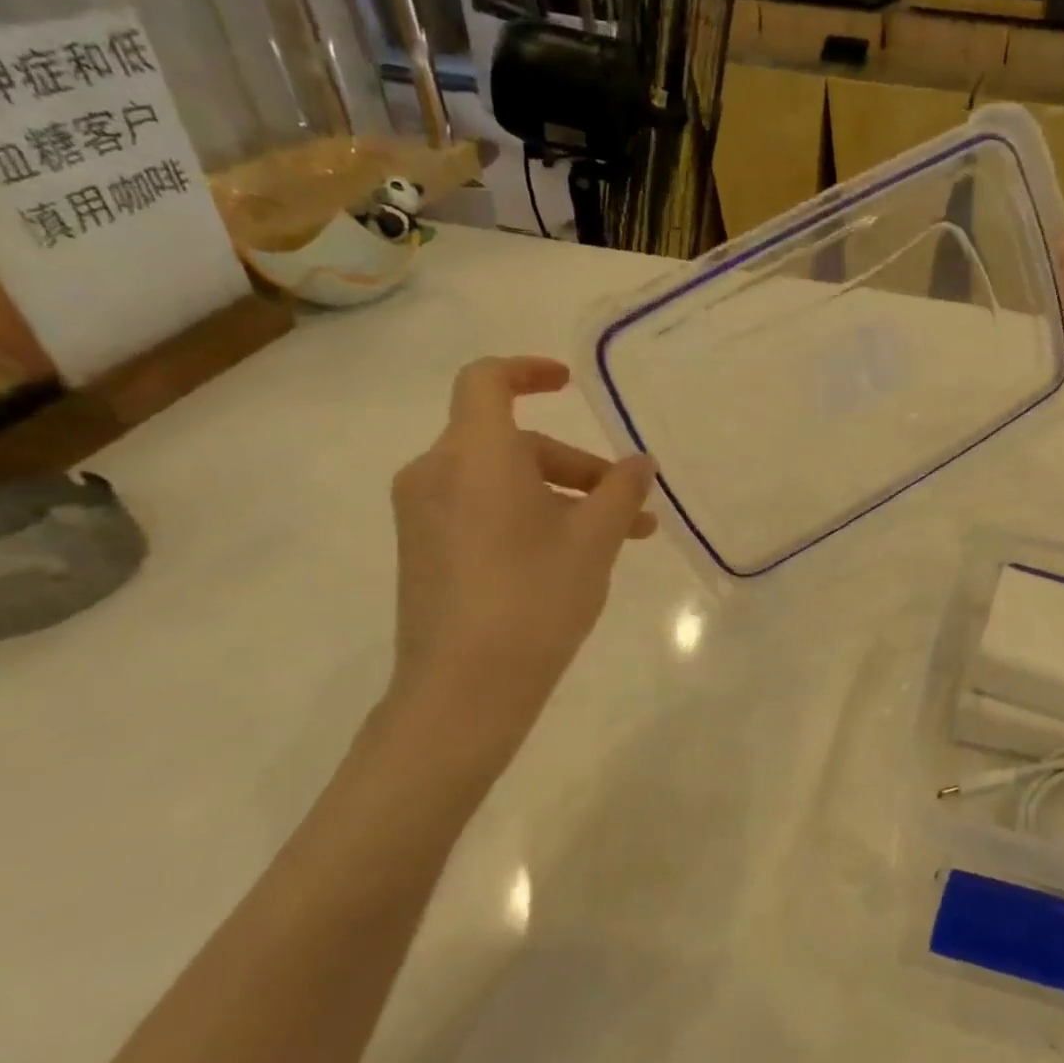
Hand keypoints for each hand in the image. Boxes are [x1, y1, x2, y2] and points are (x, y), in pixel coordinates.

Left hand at [382, 357, 655, 772]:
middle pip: (514, 443)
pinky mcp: (423, 550)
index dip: (529, 370)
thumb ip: (622, 490)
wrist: (462, 692)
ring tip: (618, 539)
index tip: (570, 384)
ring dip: (560, 497)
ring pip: (502, 481)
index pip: (487, 380)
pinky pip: (481, 509)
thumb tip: (640, 464)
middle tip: (629, 505)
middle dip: (576, 467)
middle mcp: (436, 473)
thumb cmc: (534, 598)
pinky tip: (570, 557)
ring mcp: (423, 515)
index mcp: (475, 455)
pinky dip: (528, 516)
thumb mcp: (595, 539)